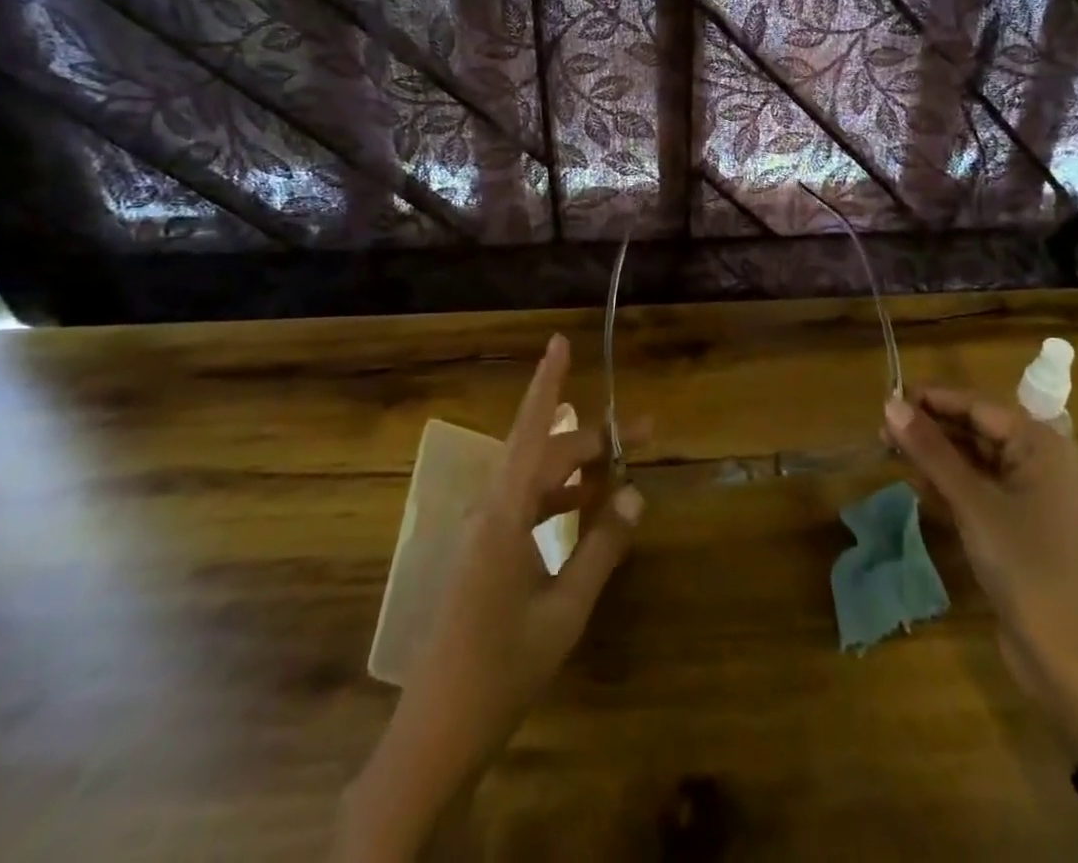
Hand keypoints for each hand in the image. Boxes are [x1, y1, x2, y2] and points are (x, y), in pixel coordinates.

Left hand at [344, 335, 645, 858]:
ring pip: (536, 478)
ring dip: (578, 471)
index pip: (532, 432)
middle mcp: (491, 511)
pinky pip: (528, 506)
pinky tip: (590, 511)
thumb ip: (602, 548)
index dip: (547, 384)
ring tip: (623, 472)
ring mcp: (485, 532)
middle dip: (592, 438)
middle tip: (642, 432)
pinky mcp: (485, 553)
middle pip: (543, 452)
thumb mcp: (565, 612)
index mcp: (504, 516)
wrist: (435, 737)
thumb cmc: (501, 672)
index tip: (559, 341)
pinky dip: (561, 500)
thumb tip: (636, 495)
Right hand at [884, 390, 1077, 755]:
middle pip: (974, 429)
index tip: (886, 398)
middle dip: (929, 428)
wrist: (1063, 656)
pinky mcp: (1014, 522)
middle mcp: (1037, 460)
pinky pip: (975, 487)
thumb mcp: (972, 503)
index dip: (932, 400)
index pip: (977, 406)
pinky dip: (946, 483)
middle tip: (882, 430)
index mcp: (1040, 445)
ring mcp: (1027, 493)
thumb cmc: (1024, 565)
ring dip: (933, 456)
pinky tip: (916, 485)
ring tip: (890, 453)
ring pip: (971, 458)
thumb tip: (889, 404)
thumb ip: (930, 450)